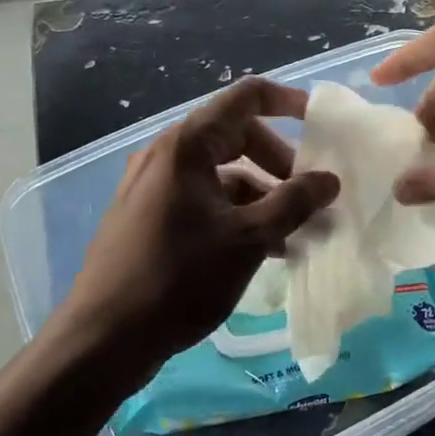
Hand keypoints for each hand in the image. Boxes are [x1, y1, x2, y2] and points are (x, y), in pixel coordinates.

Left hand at [53, 77, 338, 381]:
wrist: (105, 337)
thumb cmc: (180, 278)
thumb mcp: (248, 239)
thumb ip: (294, 203)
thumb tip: (329, 179)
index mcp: (187, 145)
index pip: (245, 98)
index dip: (287, 102)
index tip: (320, 123)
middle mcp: (166, 155)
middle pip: (235, 137)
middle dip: (278, 163)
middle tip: (309, 197)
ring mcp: (153, 186)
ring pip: (220, 175)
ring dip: (261, 197)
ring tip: (294, 235)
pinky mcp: (148, 217)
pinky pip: (202, 200)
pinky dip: (235, 215)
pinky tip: (262, 252)